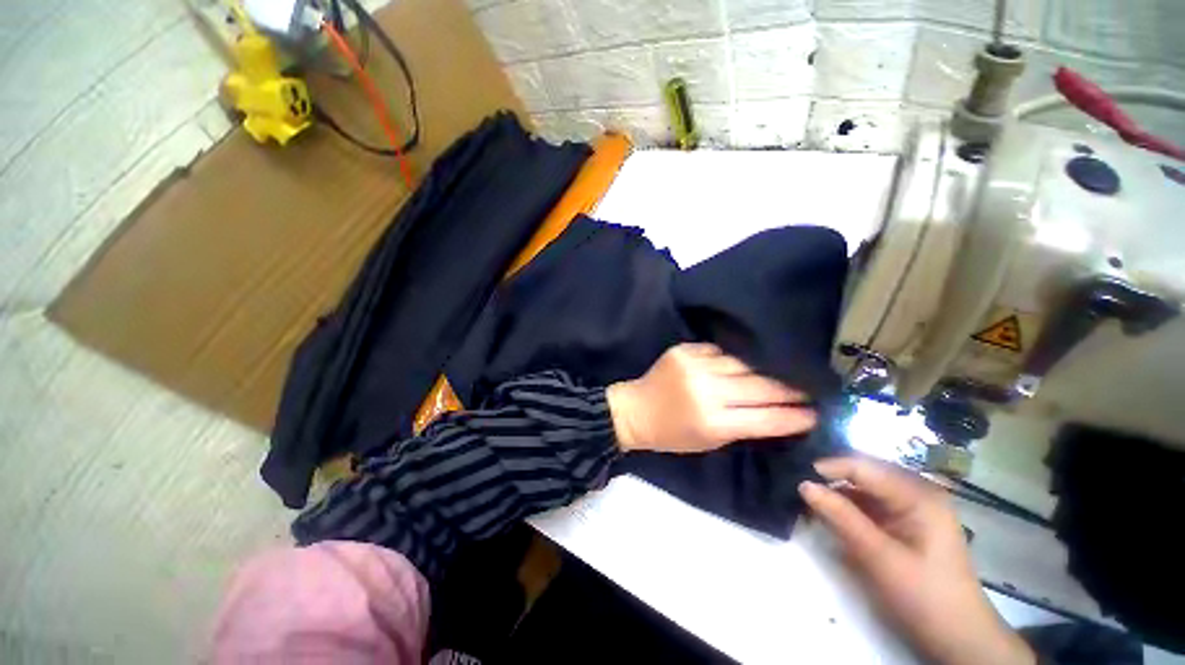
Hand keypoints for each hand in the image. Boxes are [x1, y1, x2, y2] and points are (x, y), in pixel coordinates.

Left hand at [605, 343, 816, 453]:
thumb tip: (779, 413)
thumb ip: (743, 426)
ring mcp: (694, 366)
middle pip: (760, 386)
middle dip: (790, 388)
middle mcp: (706, 390)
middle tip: (810, 388)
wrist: (635, 410)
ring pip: (744, 363)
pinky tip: (747, 361)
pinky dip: (735, 358)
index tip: (817, 413)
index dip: (795, 416)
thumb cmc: (672, 434)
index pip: (765, 418)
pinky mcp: (684, 350)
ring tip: (785, 370)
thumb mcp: (710, 442)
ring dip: (766, 369)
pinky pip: (720, 351)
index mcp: (712, 421)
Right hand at [798, 457, 1034, 664]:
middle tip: (799, 488)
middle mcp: (916, 492)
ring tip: (808, 502)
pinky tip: (830, 517)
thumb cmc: (924, 596)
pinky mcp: (906, 523)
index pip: (863, 466)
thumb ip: (841, 517)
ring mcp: (912, 507)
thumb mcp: (879, 557)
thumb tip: (803, 485)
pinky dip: (848, 509)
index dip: (828, 468)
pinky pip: (870, 505)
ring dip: (837, 495)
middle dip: (831, 479)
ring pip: (864, 489)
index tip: (796, 477)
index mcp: (918, 494)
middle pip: (863, 474)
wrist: (958, 638)